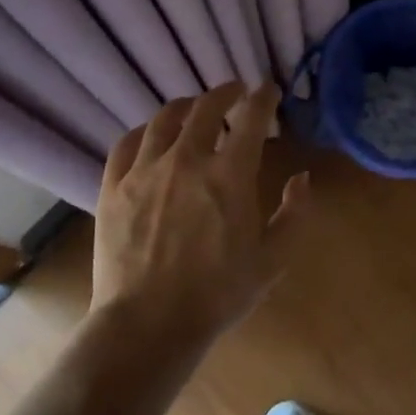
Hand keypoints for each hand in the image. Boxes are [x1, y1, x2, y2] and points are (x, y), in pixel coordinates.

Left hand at [91, 83, 312, 350]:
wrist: (148, 325)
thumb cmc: (217, 294)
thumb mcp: (272, 260)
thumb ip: (294, 214)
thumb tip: (302, 178)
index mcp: (230, 174)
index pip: (252, 117)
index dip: (263, 97)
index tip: (268, 90)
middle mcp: (187, 159)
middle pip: (206, 107)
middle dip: (225, 93)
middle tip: (235, 92)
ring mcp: (145, 170)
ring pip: (164, 119)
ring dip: (185, 106)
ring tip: (193, 108)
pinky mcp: (113, 186)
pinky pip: (127, 143)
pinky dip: (144, 131)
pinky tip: (150, 135)